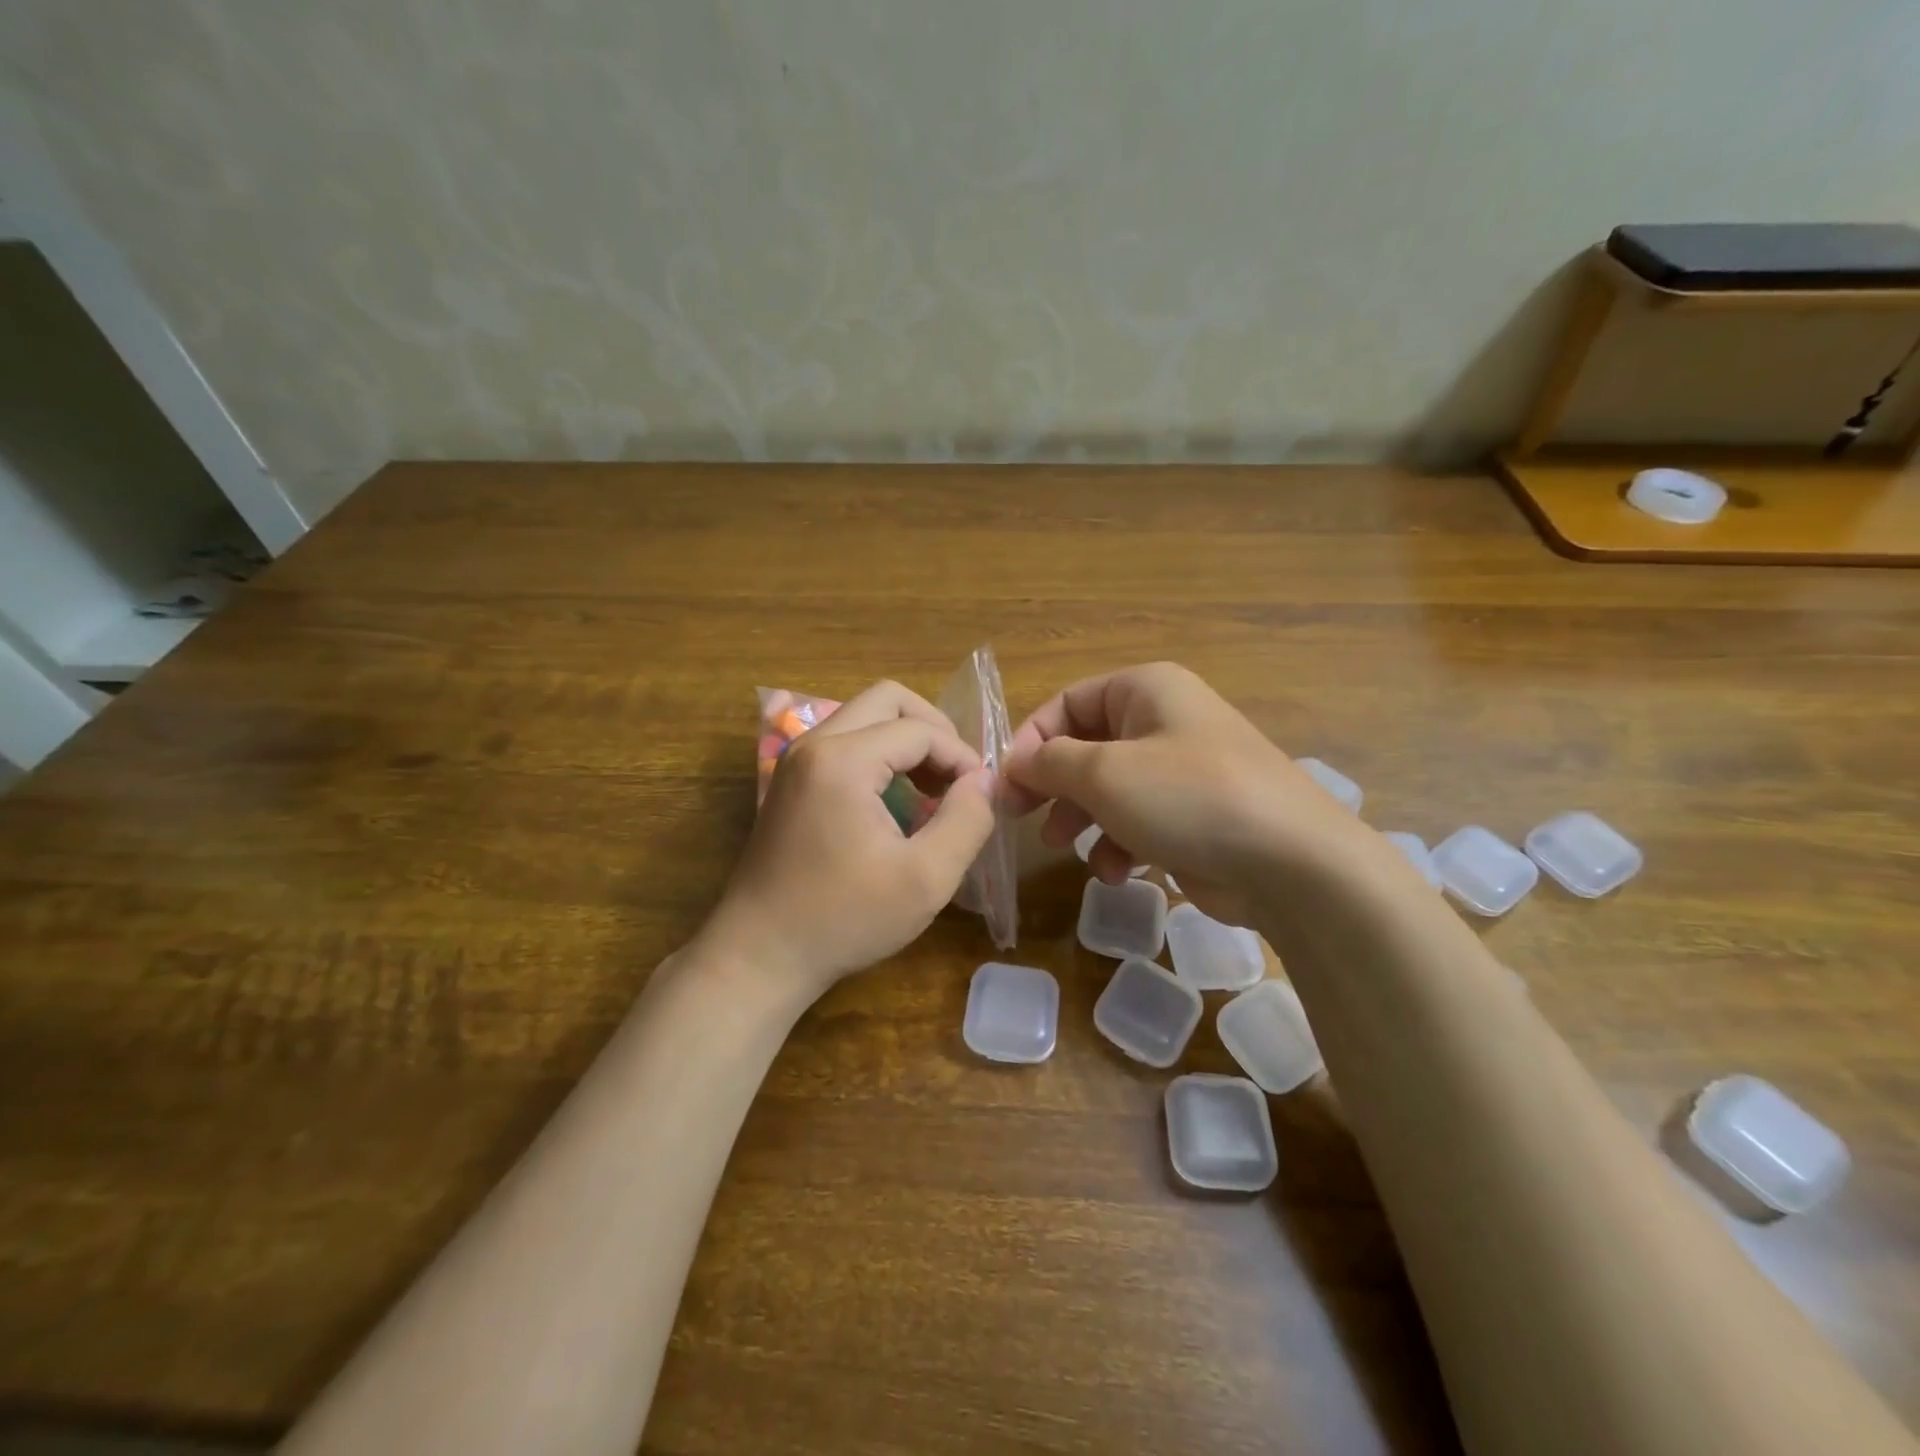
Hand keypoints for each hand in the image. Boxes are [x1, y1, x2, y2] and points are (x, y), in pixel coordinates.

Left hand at [699, 680, 996, 1002]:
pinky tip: (898, 802)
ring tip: (934, 790)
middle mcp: (815, 744)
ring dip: (906, 741)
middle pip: (888, 699)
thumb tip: (984, 781)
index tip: (981, 797)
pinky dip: (880, 756)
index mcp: (843, 760)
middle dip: (933, 730)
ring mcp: (796, 760)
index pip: (920, 730)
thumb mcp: (925, 879)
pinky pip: (845, 742)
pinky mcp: (791, 781)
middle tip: (957, 776)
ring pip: (864, 716)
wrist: (760, 955)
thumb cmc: (844, 919)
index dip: (961, 757)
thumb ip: (967, 821)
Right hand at [1005, 662, 1374, 924]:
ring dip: (1082, 819)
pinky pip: (1140, 820)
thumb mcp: (1104, 773)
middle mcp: (1164, 721)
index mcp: (1146, 690)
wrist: (1291, 863)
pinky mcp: (1195, 815)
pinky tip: (1118, 871)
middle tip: (1023, 818)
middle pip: (1086, 746)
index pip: (1067, 703)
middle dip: (1053, 785)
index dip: (1030, 741)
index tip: (1005, 785)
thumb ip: (1050, 762)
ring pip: (1109, 788)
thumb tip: (1014, 762)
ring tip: (1066, 847)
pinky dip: (1120, 843)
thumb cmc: (1187, 797)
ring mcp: (1183, 770)